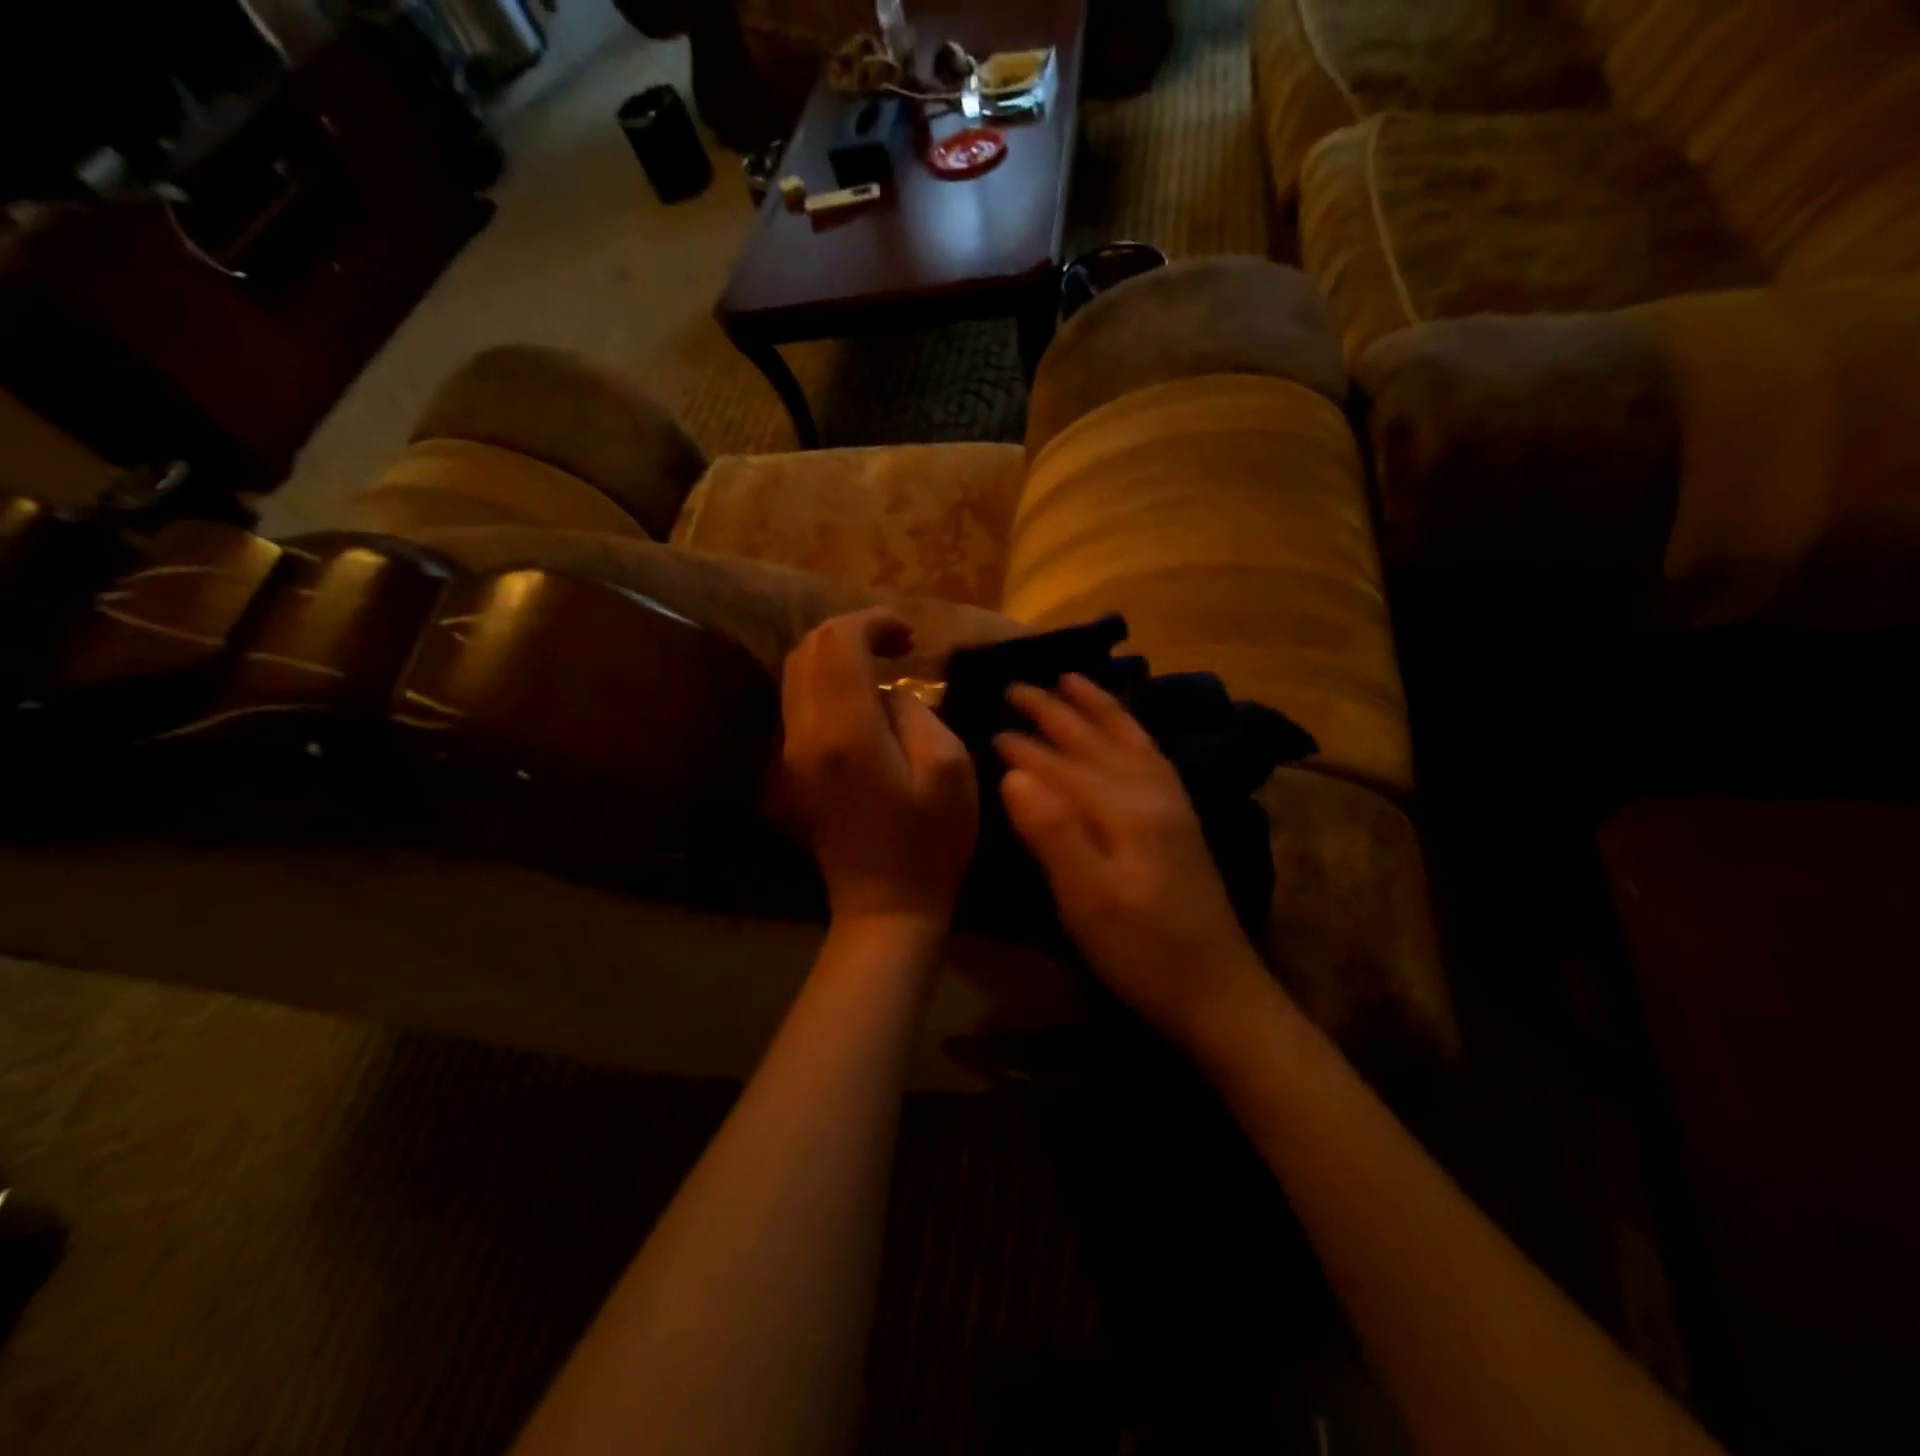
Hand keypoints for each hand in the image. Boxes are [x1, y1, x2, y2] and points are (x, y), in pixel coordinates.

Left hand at [781, 609, 978, 928]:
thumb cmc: (930, 843)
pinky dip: (826, 681)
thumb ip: (915, 712)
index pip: (839, 643)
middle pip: (809, 649)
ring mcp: (792, 752)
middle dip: (853, 631)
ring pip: (796, 672)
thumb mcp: (950, 769)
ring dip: (836, 654)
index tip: (910, 636)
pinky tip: (862, 696)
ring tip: (881, 663)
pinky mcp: (793, 768)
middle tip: (898, 645)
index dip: (874, 622)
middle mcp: (805, 733)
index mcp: (846, 732)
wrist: (885, 906)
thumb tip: (889, 692)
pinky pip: (799, 701)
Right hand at [996, 674, 1268, 1045]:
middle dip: (1055, 712)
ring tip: (1073, 680)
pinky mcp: (1180, 820)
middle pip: (1095, 741)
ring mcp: (1171, 804)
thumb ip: (1052, 831)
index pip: (1062, 765)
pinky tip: (1125, 730)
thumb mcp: (1087, 900)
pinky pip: (1151, 756)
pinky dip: (1132, 732)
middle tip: (1018, 686)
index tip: (990, 726)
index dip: (1023, 747)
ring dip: (1098, 707)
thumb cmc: (1142, 952)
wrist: (1218, 992)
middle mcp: (1151, 793)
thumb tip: (1013, 773)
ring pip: (1128, 740)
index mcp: (1124, 809)